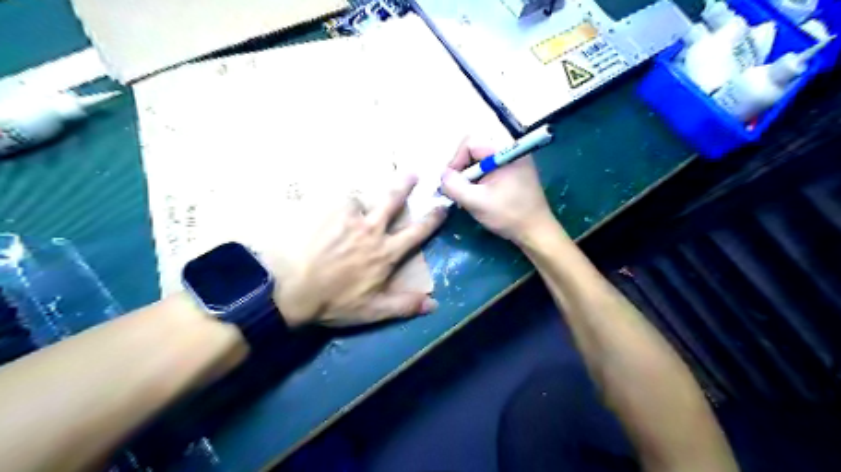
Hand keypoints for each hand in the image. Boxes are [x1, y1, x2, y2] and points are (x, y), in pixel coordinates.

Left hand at [275, 173, 445, 328]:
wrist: (289, 289)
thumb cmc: (333, 302)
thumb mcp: (373, 311)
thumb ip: (404, 305)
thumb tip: (434, 304)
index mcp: (385, 253)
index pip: (416, 232)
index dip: (432, 219)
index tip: (443, 207)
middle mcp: (370, 230)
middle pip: (392, 201)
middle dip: (405, 185)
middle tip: (413, 172)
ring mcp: (346, 217)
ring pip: (360, 197)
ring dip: (360, 198)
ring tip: (354, 200)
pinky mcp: (323, 211)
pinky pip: (333, 199)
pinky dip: (333, 201)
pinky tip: (325, 205)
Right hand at [442, 138, 556, 242]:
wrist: (536, 231)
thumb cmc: (508, 215)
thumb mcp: (476, 202)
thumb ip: (454, 186)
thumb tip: (442, 175)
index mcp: (504, 151)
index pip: (470, 143)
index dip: (455, 161)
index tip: (450, 182)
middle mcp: (510, 149)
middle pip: (475, 148)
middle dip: (462, 168)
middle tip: (457, 188)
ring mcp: (514, 159)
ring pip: (481, 158)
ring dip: (470, 175)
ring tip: (467, 194)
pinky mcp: (515, 170)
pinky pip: (490, 166)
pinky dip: (480, 178)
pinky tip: (478, 194)